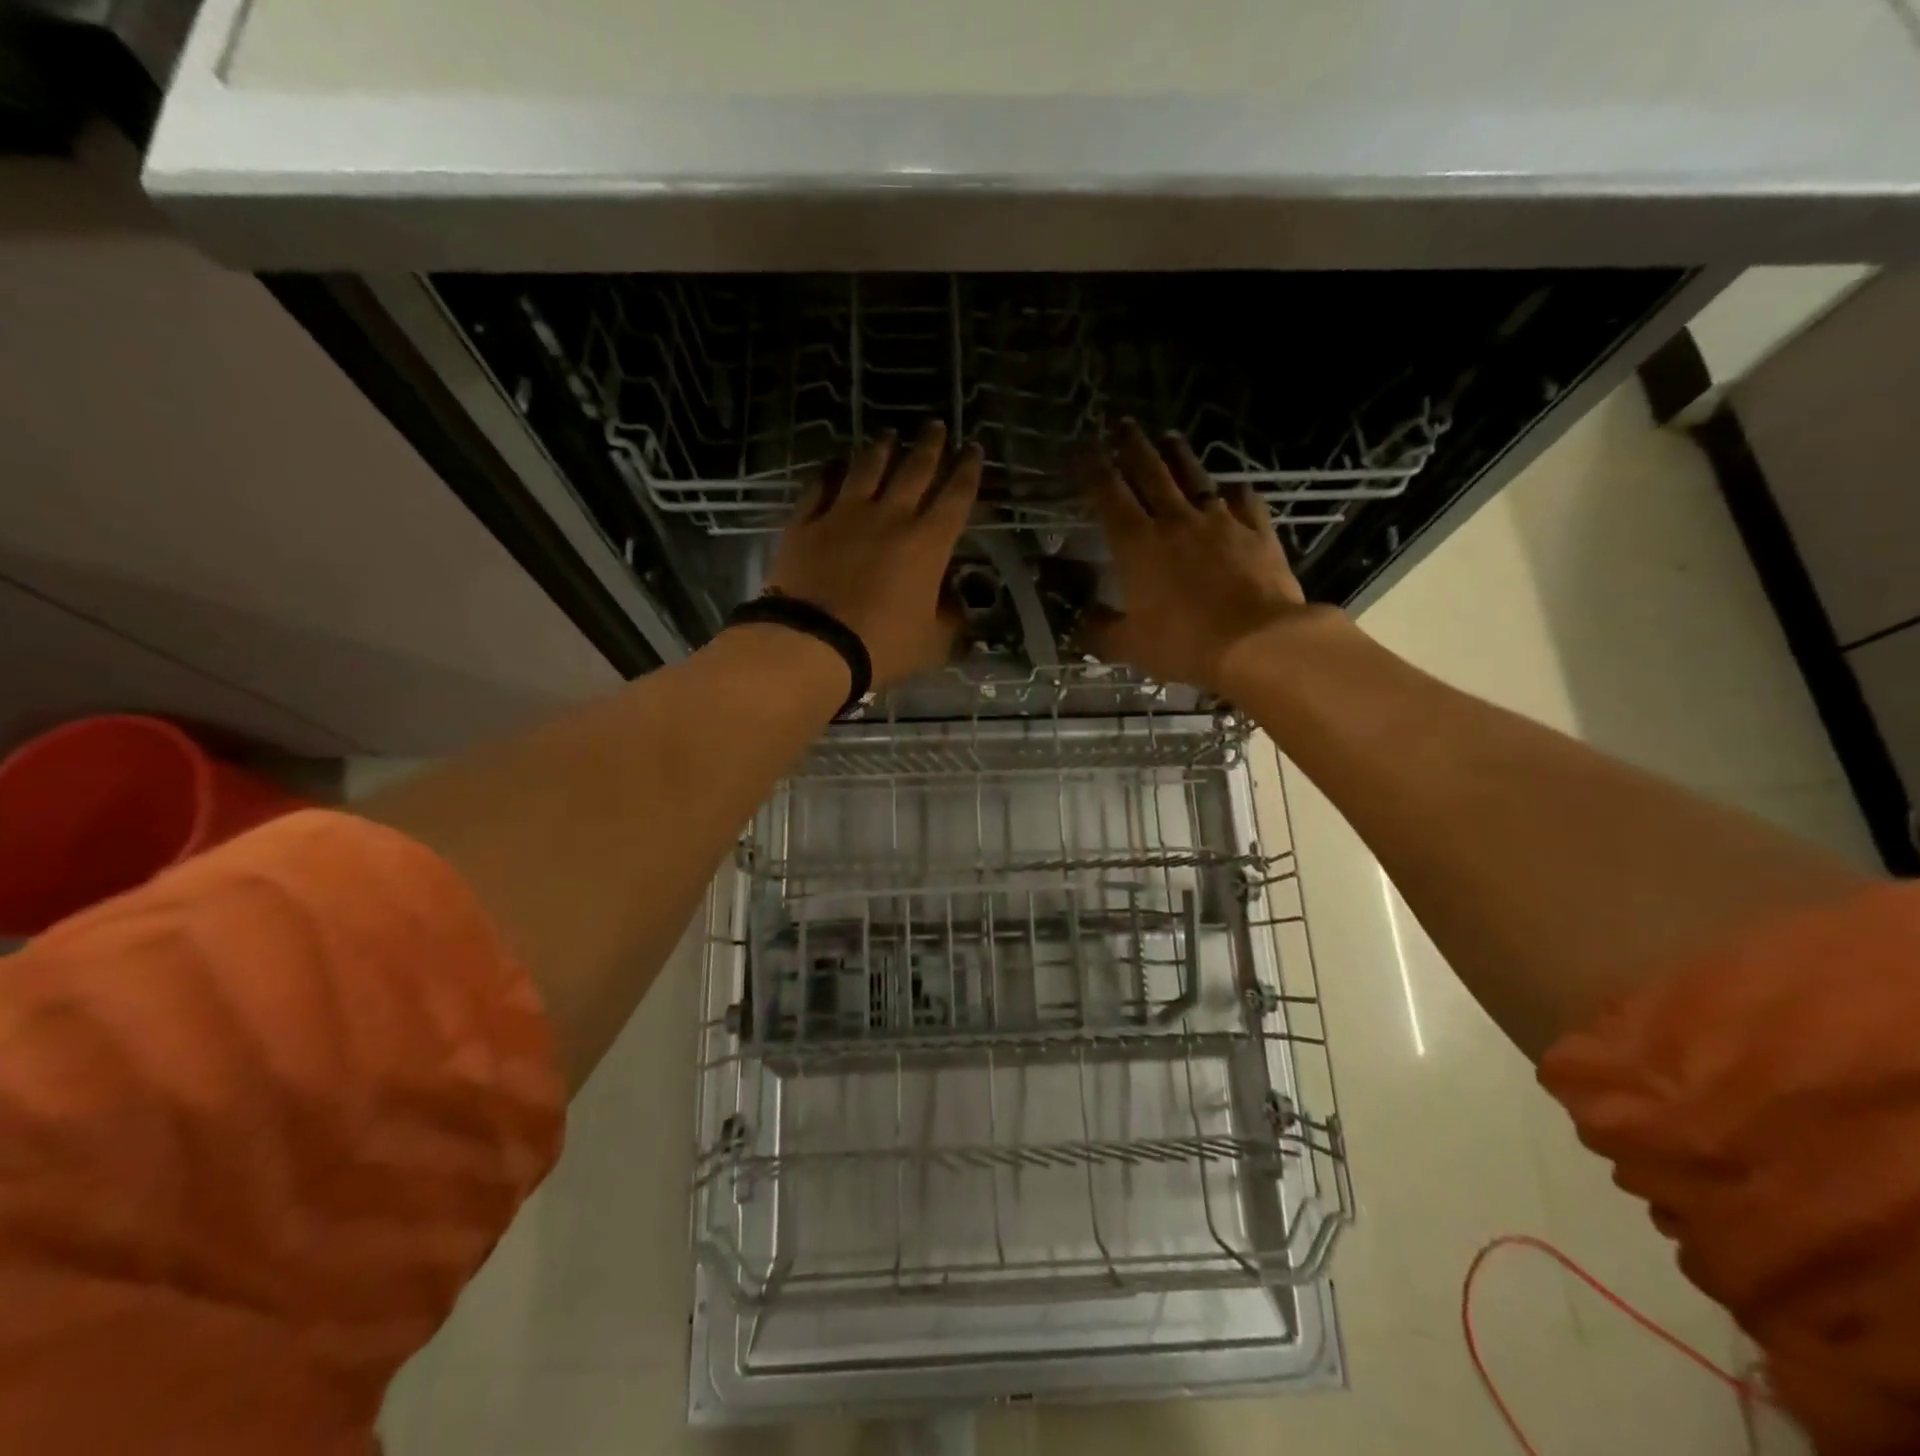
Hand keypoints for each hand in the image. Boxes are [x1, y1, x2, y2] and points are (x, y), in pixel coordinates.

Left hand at [764, 421, 982, 688]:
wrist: (813, 645)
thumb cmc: (882, 647)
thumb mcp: (933, 644)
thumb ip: (950, 621)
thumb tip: (957, 607)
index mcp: (928, 544)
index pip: (956, 496)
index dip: (968, 470)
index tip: (974, 449)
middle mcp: (890, 517)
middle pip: (914, 470)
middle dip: (930, 446)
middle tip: (936, 426)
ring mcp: (844, 515)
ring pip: (867, 469)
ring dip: (882, 449)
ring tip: (889, 435)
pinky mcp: (806, 523)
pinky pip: (819, 487)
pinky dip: (829, 472)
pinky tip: (834, 465)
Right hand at [1080, 420, 1308, 694]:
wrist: (1258, 642)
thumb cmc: (1184, 643)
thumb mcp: (1129, 646)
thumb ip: (1099, 631)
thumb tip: (1081, 623)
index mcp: (1137, 544)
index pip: (1108, 495)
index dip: (1092, 470)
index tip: (1082, 451)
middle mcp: (1175, 520)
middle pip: (1150, 472)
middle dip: (1132, 446)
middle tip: (1122, 425)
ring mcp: (1220, 521)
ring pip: (1194, 477)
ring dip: (1178, 455)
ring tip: (1169, 438)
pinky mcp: (1257, 531)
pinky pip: (1243, 501)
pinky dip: (1232, 491)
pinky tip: (1230, 489)